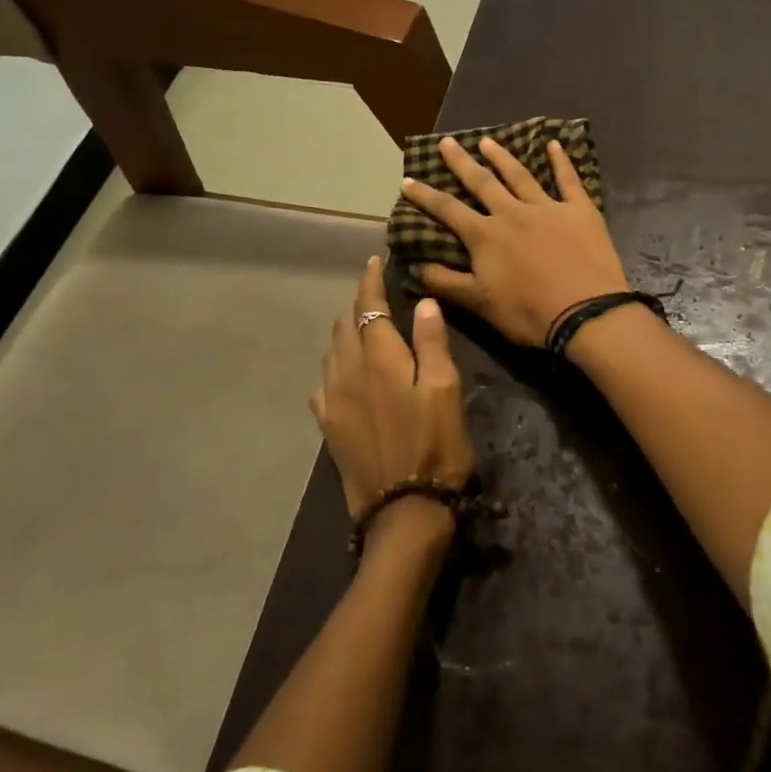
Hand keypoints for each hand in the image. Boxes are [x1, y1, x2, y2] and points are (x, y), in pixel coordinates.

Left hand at [311, 257, 474, 524]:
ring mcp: (333, 401)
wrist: (403, 510)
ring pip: (332, 352)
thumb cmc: (435, 445)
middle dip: (358, 304)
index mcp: (380, 359)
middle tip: (374, 292)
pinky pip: (325, 383)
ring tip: (361, 325)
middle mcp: (348, 373)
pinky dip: (335, 366)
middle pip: (346, 326)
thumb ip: (432, 343)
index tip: (374, 261)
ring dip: (346, 332)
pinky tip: (343, 373)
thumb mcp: (445, 391)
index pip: (370, 307)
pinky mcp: (329, 426)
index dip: (371, 282)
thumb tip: (422, 301)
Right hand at [399, 135, 629, 347]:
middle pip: (482, 182)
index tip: (407, 180)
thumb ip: (445, 282)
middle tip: (447, 142)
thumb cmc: (528, 313)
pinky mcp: (580, 210)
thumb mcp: (479, 303)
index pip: (448, 209)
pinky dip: (561, 161)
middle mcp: (512, 213)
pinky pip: (569, 180)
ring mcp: (548, 207)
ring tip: (487, 141)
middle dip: (461, 162)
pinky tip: (555, 144)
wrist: (586, 314)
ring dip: (502, 157)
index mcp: (485, 236)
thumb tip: (413, 265)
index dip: (425, 195)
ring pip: (520, 175)